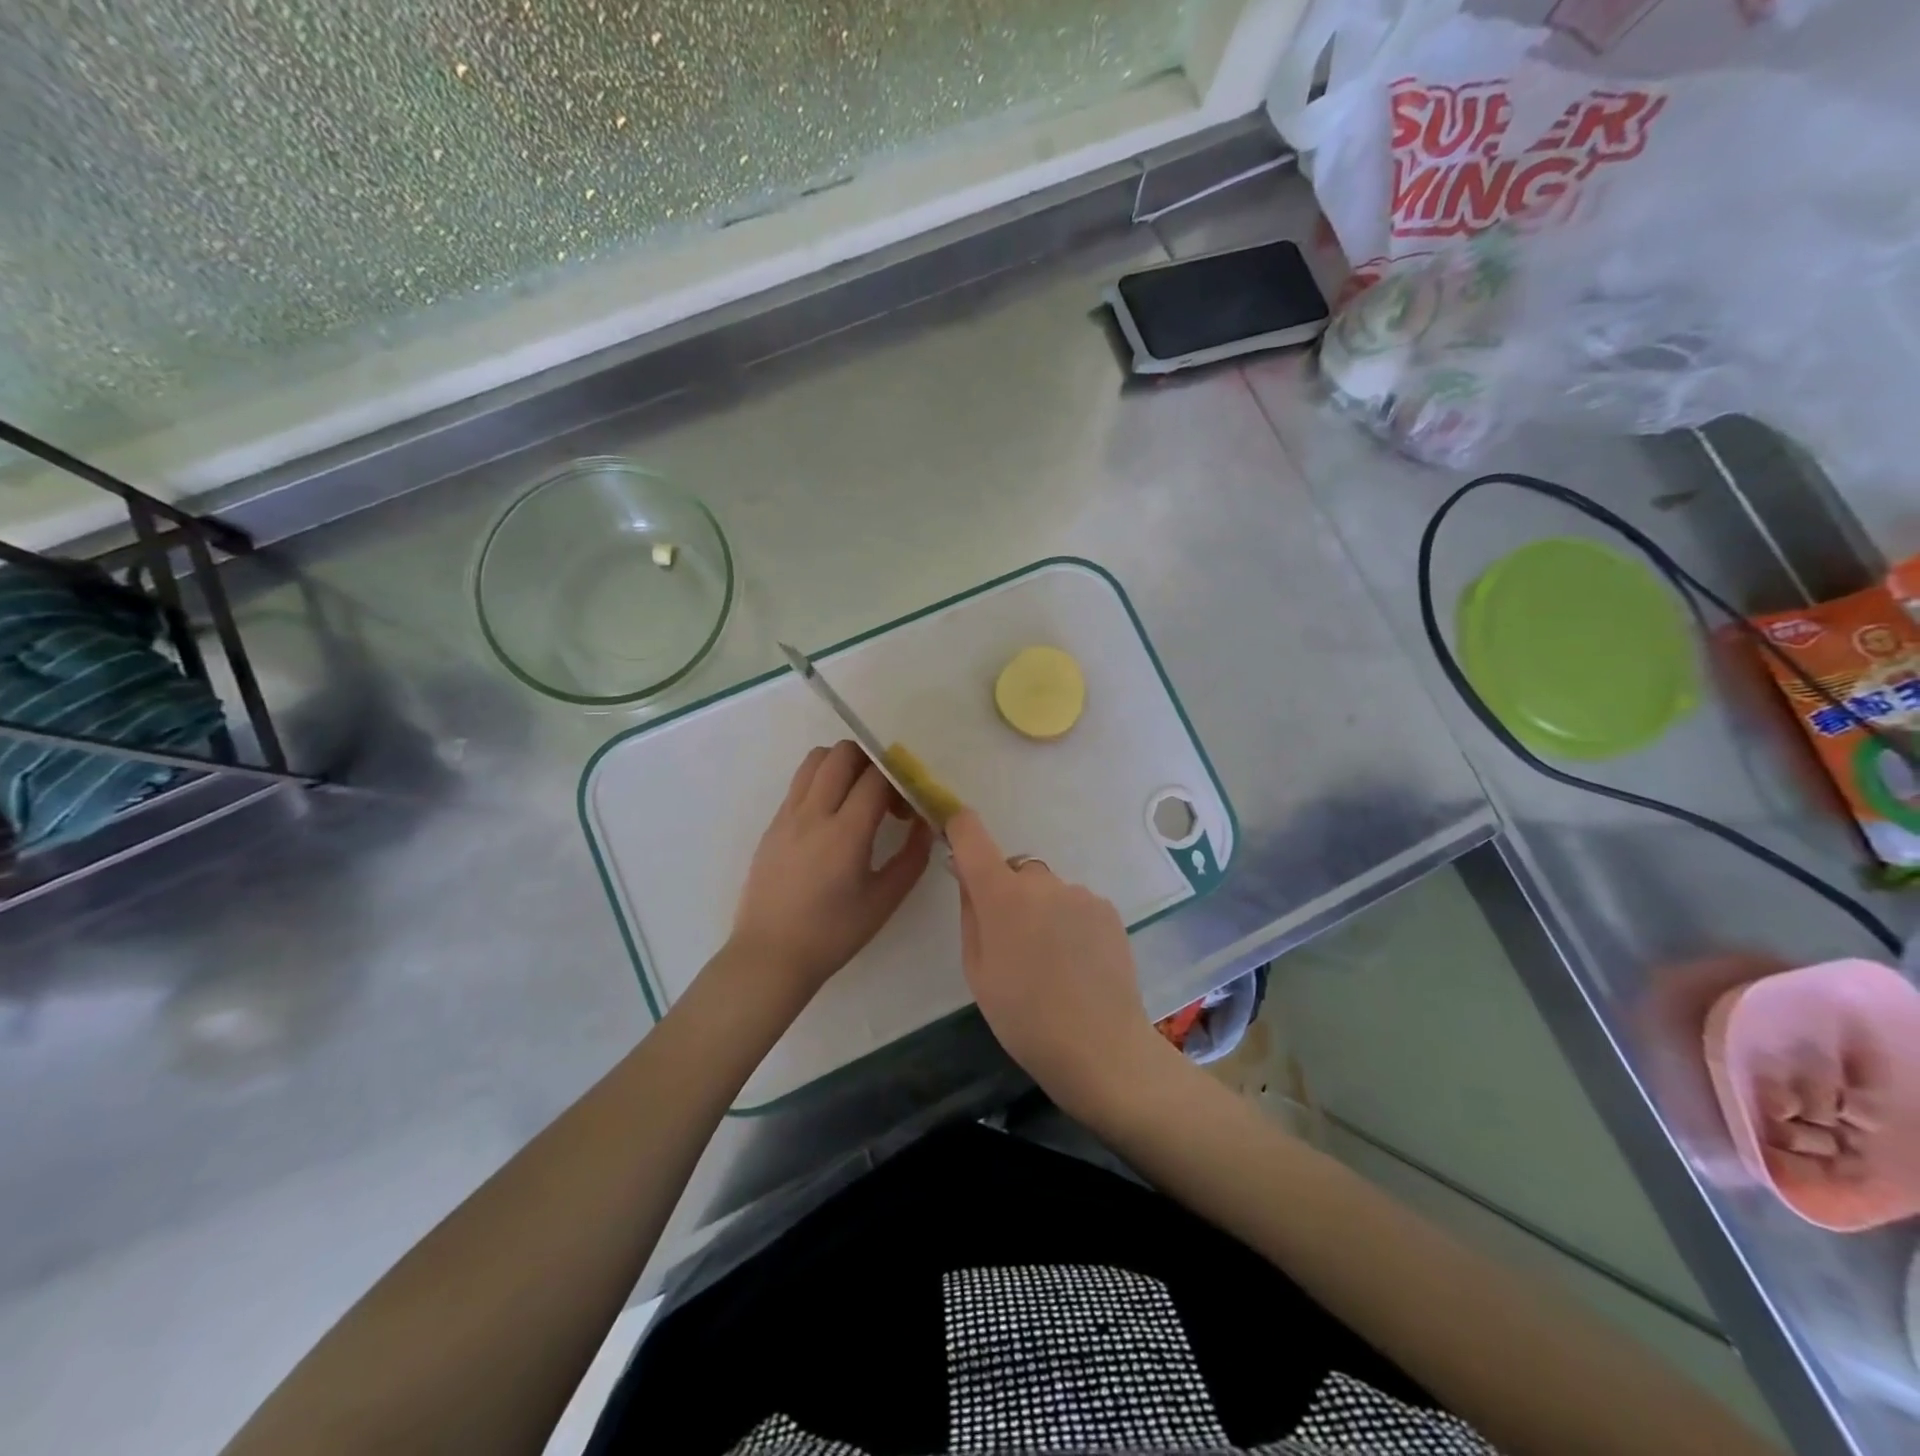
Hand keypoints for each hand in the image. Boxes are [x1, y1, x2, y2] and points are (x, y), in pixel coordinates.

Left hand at [728, 741, 934, 1004]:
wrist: (770, 956)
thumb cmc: (832, 934)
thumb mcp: (884, 901)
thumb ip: (912, 857)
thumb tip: (925, 824)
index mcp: (846, 832)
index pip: (877, 776)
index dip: (900, 780)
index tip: (907, 805)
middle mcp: (813, 813)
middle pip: (843, 753)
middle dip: (872, 761)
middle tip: (884, 794)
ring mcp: (787, 815)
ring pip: (815, 760)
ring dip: (842, 765)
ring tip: (856, 797)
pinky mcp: (772, 825)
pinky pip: (799, 783)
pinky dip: (821, 783)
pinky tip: (831, 818)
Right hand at [946, 809, 1174, 1115]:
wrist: (1101, 1048)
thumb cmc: (1024, 1017)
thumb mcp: (977, 971)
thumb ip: (970, 913)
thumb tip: (967, 875)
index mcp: (1002, 894)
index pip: (972, 834)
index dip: (958, 825)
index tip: (952, 830)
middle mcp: (1042, 881)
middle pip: (1015, 872)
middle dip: (1008, 894)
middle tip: (1012, 943)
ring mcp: (1080, 893)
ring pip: (1047, 891)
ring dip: (1042, 911)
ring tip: (1052, 963)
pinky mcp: (1107, 909)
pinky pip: (1075, 905)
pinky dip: (1069, 923)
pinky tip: (1077, 964)